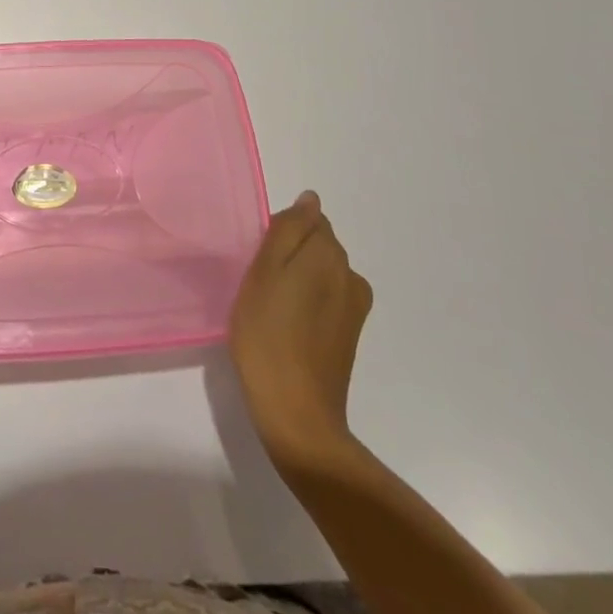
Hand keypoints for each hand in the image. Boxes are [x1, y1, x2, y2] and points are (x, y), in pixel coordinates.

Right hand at [229, 190, 371, 477]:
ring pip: (321, 272)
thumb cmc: (267, 335)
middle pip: (317, 245)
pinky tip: (285, 326)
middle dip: (290, 254)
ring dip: (298, 279)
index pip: (308, 219)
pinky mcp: (349, 334)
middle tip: (258, 283)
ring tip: (269, 307)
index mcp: (328, 254)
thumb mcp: (263, 272)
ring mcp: (354, 307)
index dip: (280, 233)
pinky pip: (326, 298)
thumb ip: (288, 230)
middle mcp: (350, 275)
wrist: (296, 413)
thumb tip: (310, 200)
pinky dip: (306, 303)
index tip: (259, 258)